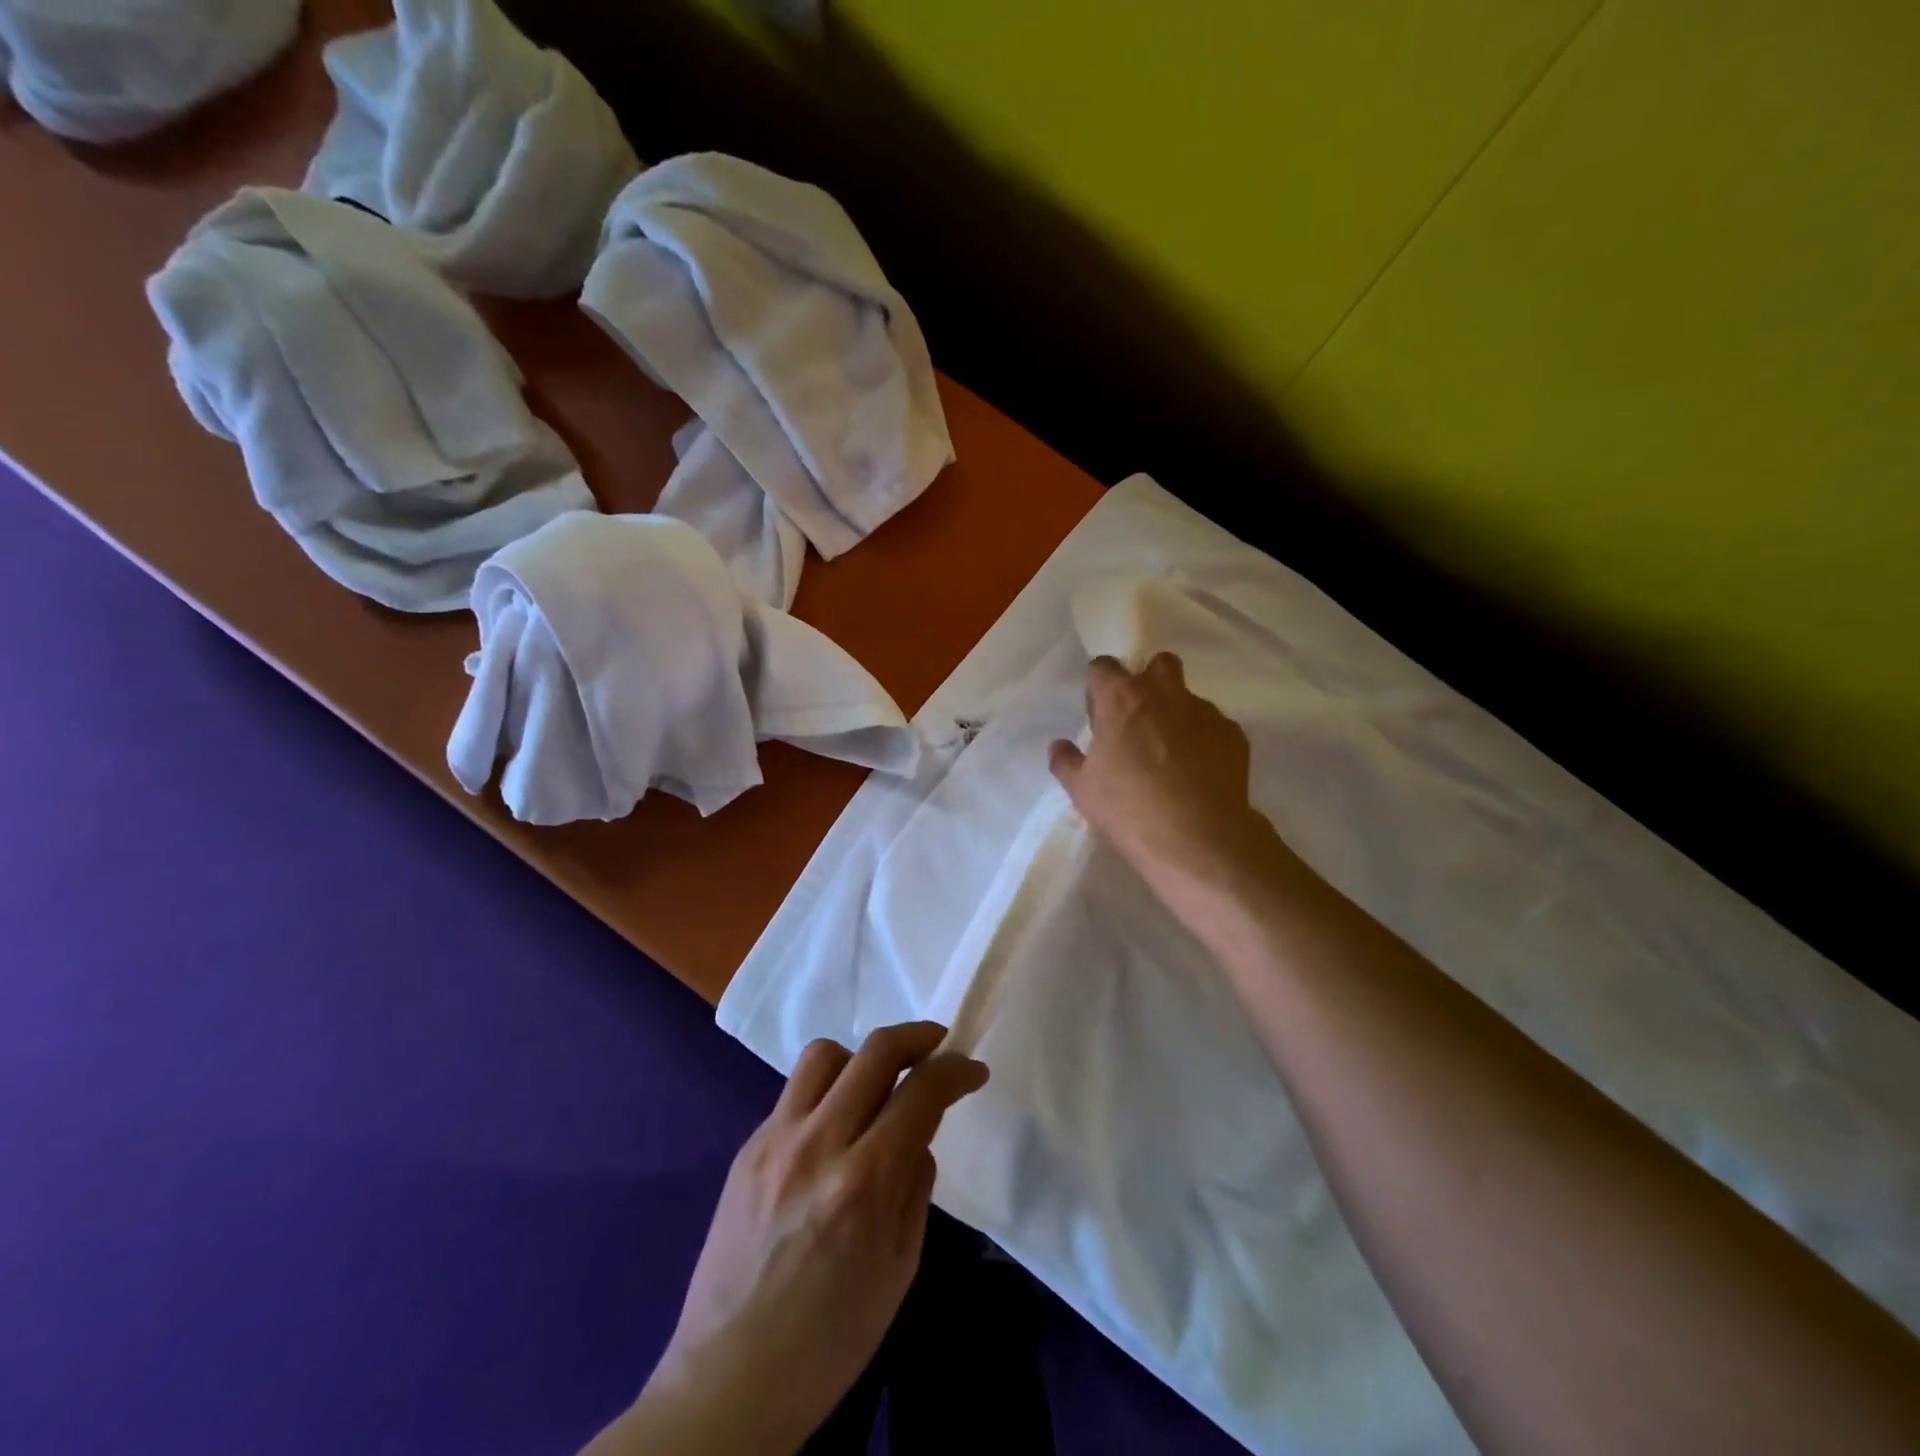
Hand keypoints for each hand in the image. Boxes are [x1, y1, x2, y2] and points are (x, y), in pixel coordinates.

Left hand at [593, 1023, 987, 1455]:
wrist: (730, 1381)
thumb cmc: (830, 1340)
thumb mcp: (899, 1267)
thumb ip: (915, 1186)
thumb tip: (918, 1134)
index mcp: (864, 1182)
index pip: (922, 1091)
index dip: (957, 1069)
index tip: (974, 1070)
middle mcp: (818, 1144)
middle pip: (876, 1051)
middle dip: (919, 1037)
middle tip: (938, 1047)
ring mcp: (774, 1140)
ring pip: (825, 1054)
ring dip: (862, 1058)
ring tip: (875, 1085)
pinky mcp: (746, 1148)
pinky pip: (794, 1094)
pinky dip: (825, 1094)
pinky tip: (832, 1130)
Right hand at [1049, 653, 1287, 909]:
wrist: (1198, 838)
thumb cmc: (1128, 808)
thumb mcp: (1082, 790)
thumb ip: (1066, 761)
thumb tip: (1059, 746)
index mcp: (1121, 698)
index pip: (1104, 666)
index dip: (1100, 688)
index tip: (1100, 717)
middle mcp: (1164, 693)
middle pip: (1158, 664)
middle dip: (1148, 682)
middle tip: (1139, 721)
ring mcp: (1204, 711)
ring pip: (1188, 697)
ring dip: (1177, 714)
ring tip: (1172, 756)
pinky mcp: (1234, 734)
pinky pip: (1213, 726)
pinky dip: (1203, 740)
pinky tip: (1198, 773)